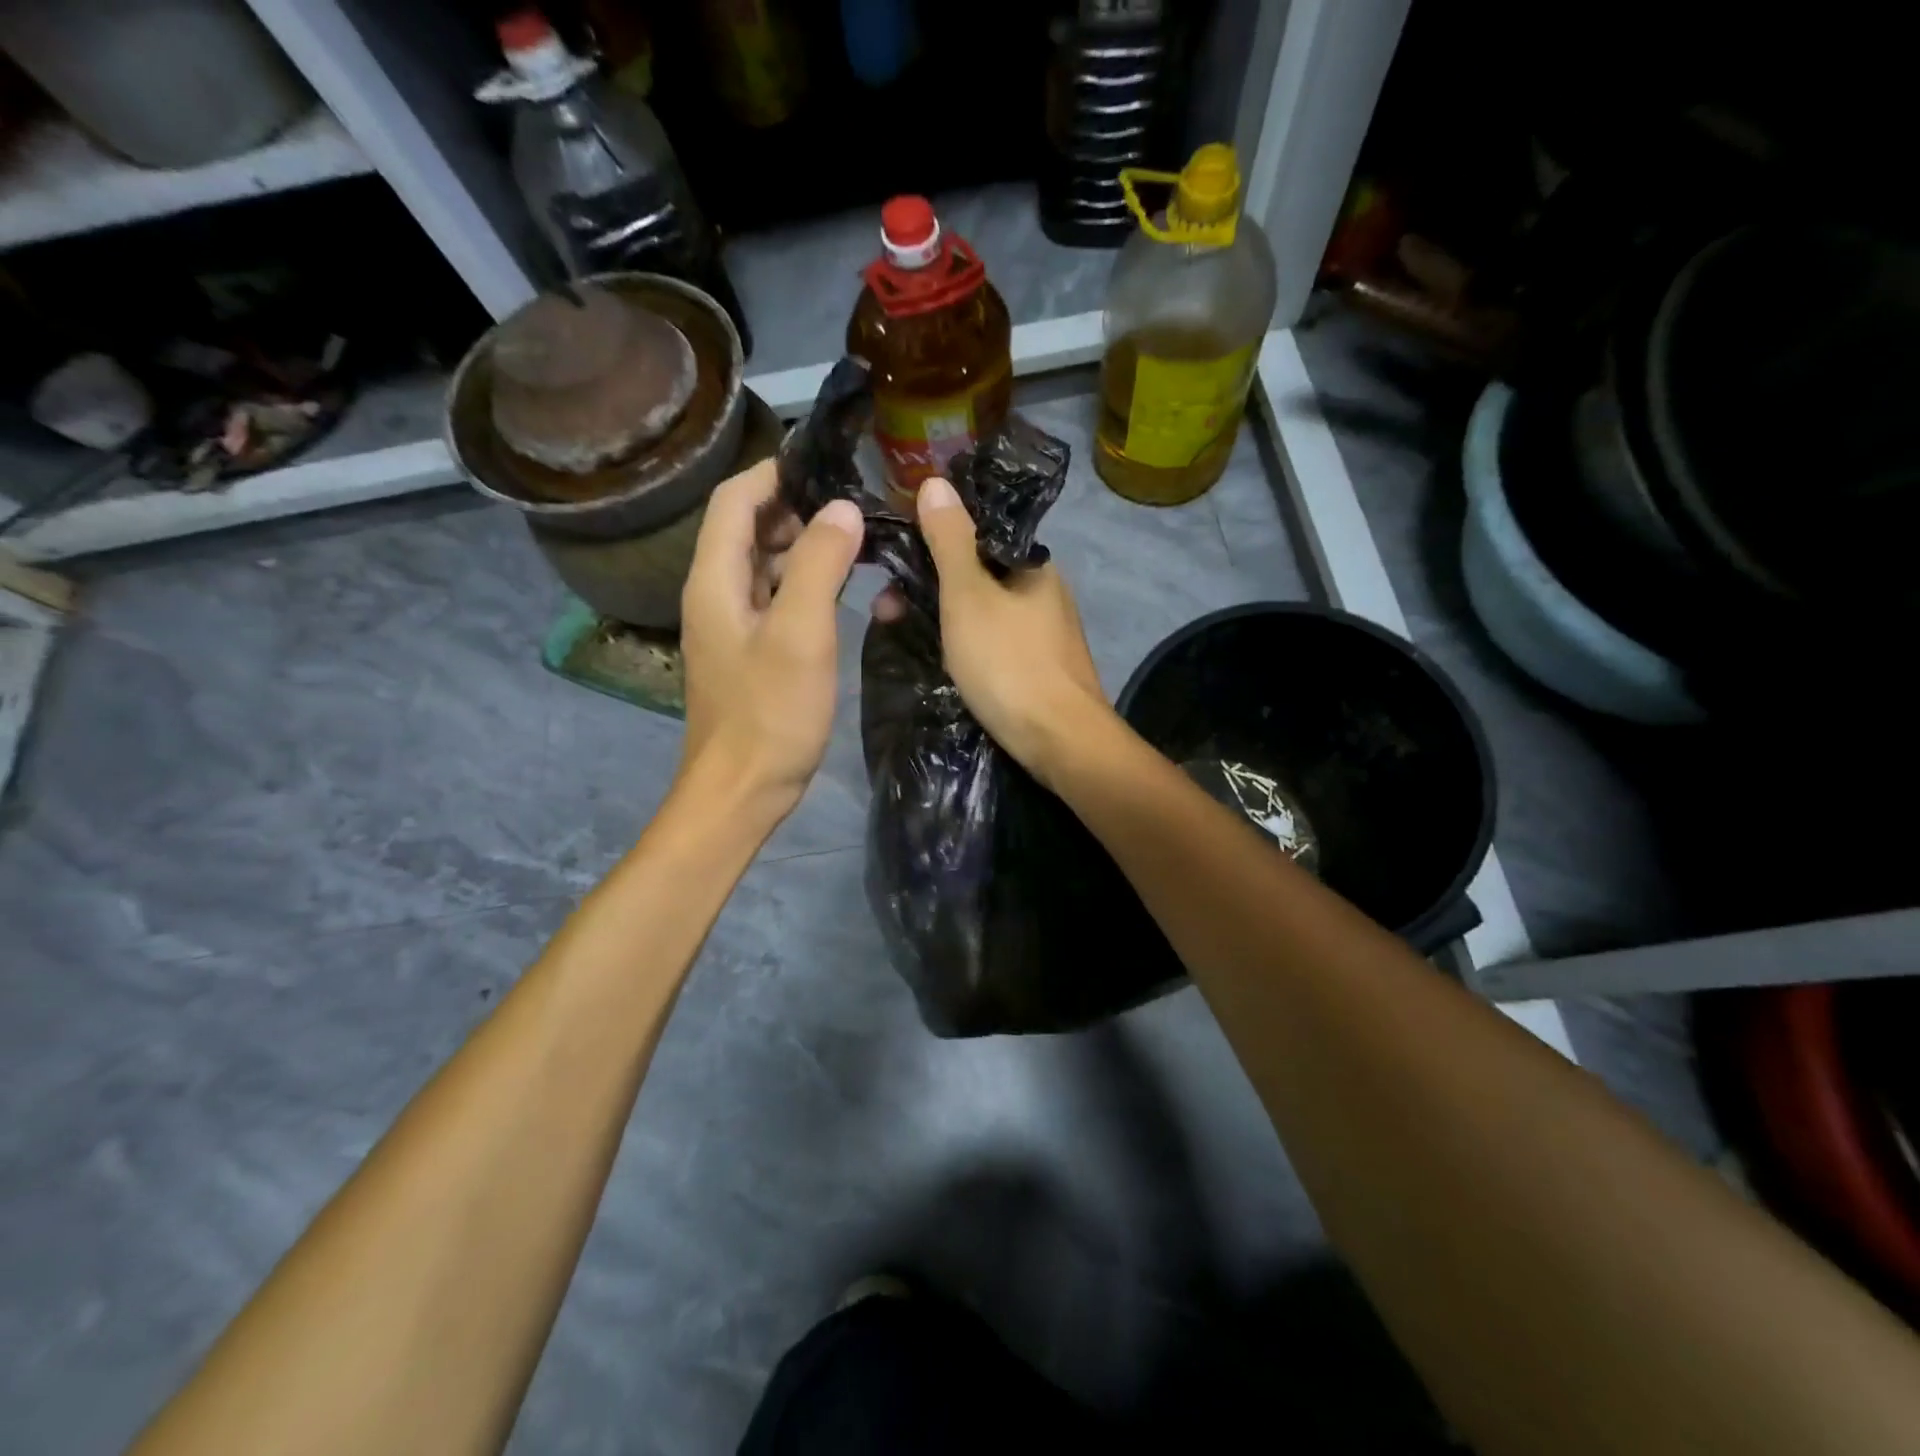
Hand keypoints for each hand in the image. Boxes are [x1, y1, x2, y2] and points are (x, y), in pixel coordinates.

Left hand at [678, 459, 863, 819]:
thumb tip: (843, 510)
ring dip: (801, 544)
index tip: (826, 462)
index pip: (735, 500)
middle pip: (746, 528)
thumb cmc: (770, 713)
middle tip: (853, 501)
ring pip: (762, 565)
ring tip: (854, 537)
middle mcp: (714, 594)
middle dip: (795, 507)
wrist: (741, 790)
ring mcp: (730, 625)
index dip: (775, 473)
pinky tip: (837, 587)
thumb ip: (820, 566)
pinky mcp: (748, 652)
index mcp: (714, 580)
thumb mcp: (800, 634)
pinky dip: (801, 582)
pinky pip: (772, 598)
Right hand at [909, 475, 1111, 787]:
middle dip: (929, 585)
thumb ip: (950, 540)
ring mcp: (1045, 634)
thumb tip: (935, 481)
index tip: (894, 558)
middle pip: (977, 574)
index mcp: (1033, 564)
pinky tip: (941, 660)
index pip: (978, 534)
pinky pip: (993, 644)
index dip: (932, 540)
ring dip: (942, 617)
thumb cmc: (1009, 662)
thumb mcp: (969, 596)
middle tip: (886, 607)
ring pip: (983, 612)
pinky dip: (964, 645)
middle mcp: (1044, 593)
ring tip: (900, 632)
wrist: (1060, 740)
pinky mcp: (1040, 669)